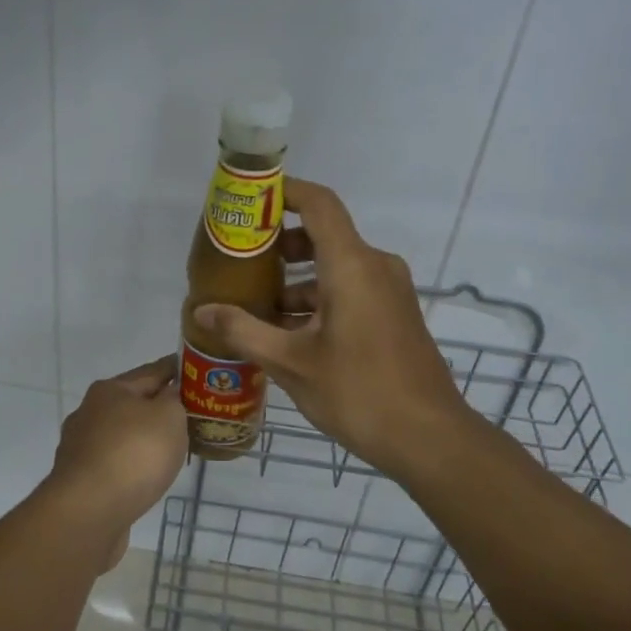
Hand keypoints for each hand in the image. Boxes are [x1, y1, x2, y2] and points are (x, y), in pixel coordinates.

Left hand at [45, 357, 187, 566]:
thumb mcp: (168, 416)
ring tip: (173, 449)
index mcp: (110, 390)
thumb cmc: (134, 454)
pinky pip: (116, 464)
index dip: (176, 369)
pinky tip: (148, 476)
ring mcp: (81, 448)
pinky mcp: (81, 480)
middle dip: (160, 408)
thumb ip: (174, 400)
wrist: (88, 512)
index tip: (197, 371)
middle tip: (192, 415)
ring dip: (145, 440)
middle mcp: (90, 412)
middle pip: (133, 403)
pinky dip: (133, 465)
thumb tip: (168, 395)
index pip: (152, 371)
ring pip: (123, 436)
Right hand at [192, 179, 477, 479]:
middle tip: (240, 262)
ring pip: (335, 266)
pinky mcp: (394, 314)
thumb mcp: (290, 363)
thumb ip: (243, 331)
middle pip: (323, 234)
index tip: (250, 201)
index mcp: (352, 265)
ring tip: (255, 305)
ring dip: (297, 279)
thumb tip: (201, 311)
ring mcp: (389, 291)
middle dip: (280, 244)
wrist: (429, 438)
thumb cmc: (358, 392)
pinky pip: (351, 289)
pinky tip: (288, 331)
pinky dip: (318, 298)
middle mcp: (375, 267)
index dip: (284, 192)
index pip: (318, 204)